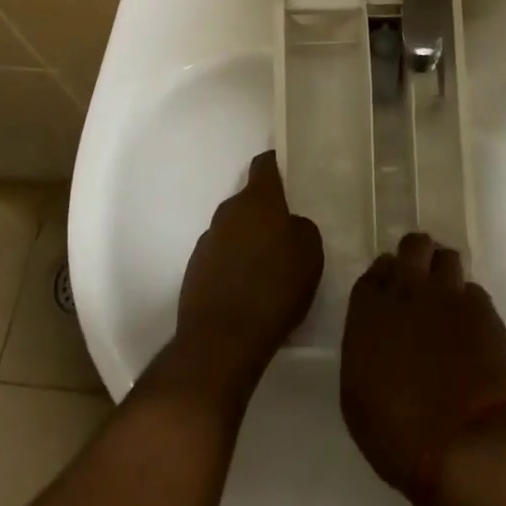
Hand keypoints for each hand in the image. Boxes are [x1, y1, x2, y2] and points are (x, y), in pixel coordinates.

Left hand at [173, 152, 322, 398]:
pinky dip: (234, 264)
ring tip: (268, 265)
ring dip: (249, 239)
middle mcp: (228, 212)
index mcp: (258, 201)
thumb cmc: (275, 288)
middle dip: (266, 211)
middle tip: (287, 230)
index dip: (277, 165)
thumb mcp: (310, 253)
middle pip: (249, 200)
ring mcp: (208, 240)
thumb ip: (302, 228)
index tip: (290, 171)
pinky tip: (248, 288)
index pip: (265, 165)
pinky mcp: (195, 269)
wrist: (222, 340)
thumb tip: (290, 225)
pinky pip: (221, 255)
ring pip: (234, 229)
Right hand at [340, 233, 505, 505]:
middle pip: (413, 246)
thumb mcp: (358, 397)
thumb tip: (378, 336)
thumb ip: (365, 349)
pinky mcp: (483, 309)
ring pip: (446, 257)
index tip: (389, 294)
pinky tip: (470, 327)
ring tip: (446, 298)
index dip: (385, 278)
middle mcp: (408, 290)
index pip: (376, 270)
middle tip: (419, 282)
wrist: (465, 445)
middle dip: (416, 257)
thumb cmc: (399, 435)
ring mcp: (449, 295)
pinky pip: (472, 289)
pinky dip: (468, 302)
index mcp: (370, 310)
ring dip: (443, 272)